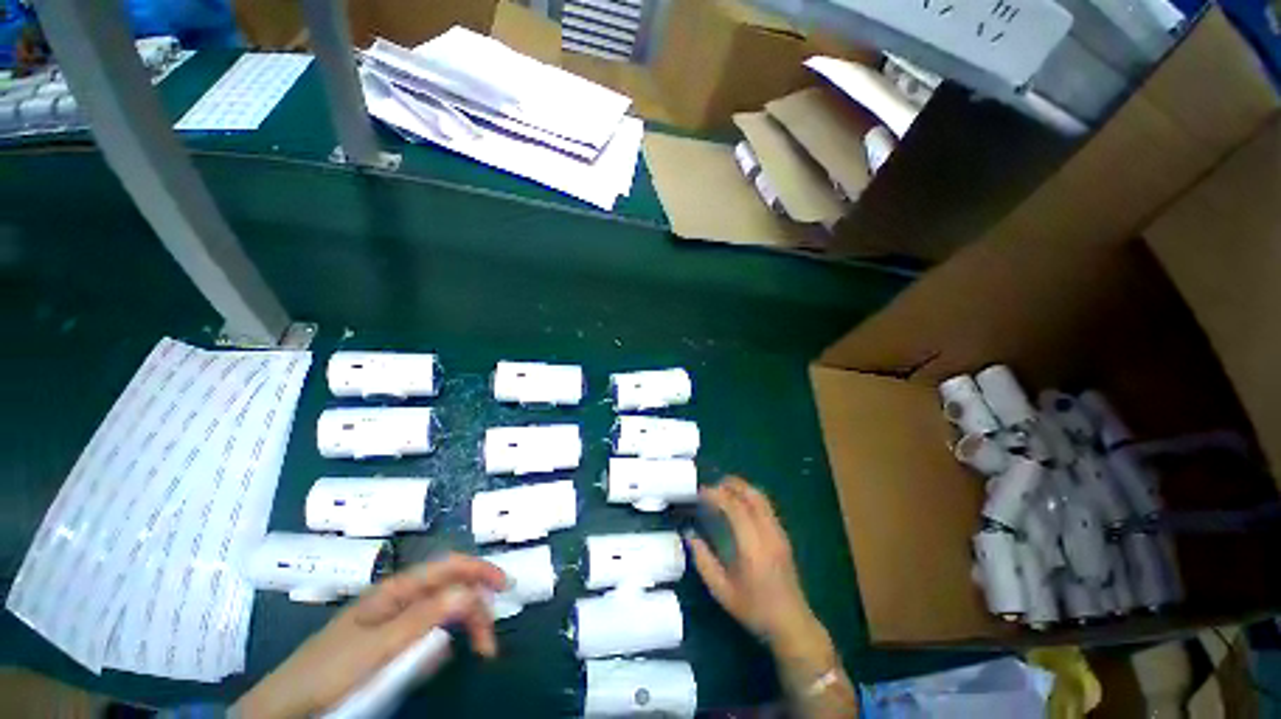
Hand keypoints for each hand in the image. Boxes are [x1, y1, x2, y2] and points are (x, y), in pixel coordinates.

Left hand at [234, 554, 506, 718]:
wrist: (289, 705)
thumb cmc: (331, 670)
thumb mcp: (379, 647)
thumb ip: (424, 617)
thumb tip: (470, 592)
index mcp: (397, 590)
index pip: (449, 567)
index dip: (480, 570)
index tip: (505, 586)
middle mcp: (400, 599)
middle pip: (450, 589)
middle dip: (476, 606)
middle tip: (488, 642)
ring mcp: (395, 621)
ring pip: (442, 611)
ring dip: (464, 624)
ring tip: (476, 650)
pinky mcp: (391, 643)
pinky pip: (427, 634)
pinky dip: (444, 640)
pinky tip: (443, 654)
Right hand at [686, 477, 825, 651]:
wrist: (793, 625)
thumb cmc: (755, 610)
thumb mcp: (722, 591)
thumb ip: (704, 562)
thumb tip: (690, 537)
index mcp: (753, 547)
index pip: (735, 507)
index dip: (716, 495)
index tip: (700, 493)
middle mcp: (768, 534)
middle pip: (752, 495)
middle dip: (731, 485)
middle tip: (712, 487)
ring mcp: (779, 533)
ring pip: (761, 498)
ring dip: (742, 489)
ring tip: (723, 491)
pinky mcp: (783, 536)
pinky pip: (766, 506)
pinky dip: (750, 498)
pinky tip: (739, 506)